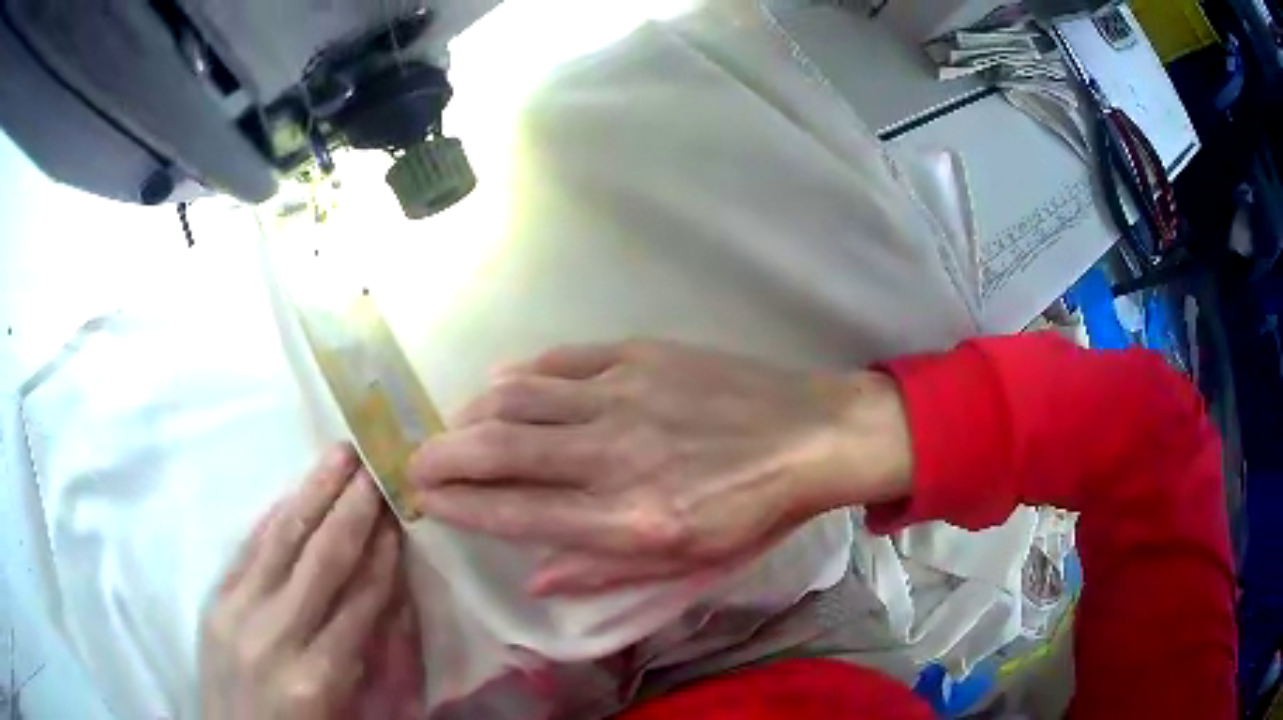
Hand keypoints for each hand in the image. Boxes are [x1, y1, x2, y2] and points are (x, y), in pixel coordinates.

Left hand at [200, 445, 422, 719]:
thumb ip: (376, 662)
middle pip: (322, 559)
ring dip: (314, 493)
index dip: (385, 551)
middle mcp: (276, 636)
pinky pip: (248, 548)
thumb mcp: (354, 714)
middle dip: (353, 507)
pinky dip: (275, 516)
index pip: (361, 599)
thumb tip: (397, 599)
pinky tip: (294, 492)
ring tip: (339, 456)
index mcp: (320, 677)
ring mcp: (237, 613)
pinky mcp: (215, 600)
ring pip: (281, 540)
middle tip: (376, 462)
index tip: (401, 510)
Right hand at [409, 340, 911, 595]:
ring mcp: (622, 396)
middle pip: (497, 449)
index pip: (514, 512)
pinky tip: (502, 387)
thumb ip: (605, 572)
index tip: (426, 500)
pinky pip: (558, 362)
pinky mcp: (637, 356)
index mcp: (627, 521)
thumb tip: (537, 580)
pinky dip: (518, 375)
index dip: (458, 506)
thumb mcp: (688, 564)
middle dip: (441, 457)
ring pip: (516, 397)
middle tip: (416, 462)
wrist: (811, 437)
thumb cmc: (753, 512)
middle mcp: (612, 457)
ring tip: (456, 429)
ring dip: (471, 414)